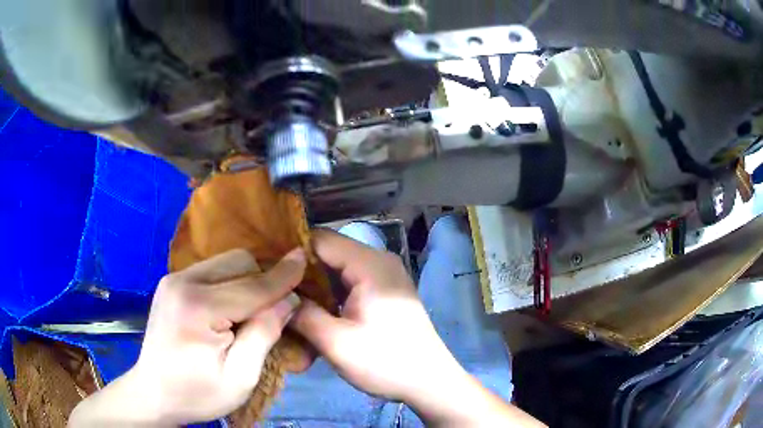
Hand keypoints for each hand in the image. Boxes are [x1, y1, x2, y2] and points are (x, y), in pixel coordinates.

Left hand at [69, 248, 305, 426]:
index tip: (304, 259)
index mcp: (198, 307)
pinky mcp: (172, 283)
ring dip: (246, 281)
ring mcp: (174, 279)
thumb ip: (263, 334)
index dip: (282, 275)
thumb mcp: (240, 377)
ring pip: (225, 262)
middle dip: (262, 281)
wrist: (154, 392)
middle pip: (238, 263)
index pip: (252, 286)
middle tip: (272, 312)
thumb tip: (288, 300)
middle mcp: (183, 281)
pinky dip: (229, 283)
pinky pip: (212, 271)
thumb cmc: (198, 393)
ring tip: (250, 313)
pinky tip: (230, 309)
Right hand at [291, 230, 544, 426]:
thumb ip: (303, 314)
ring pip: (337, 269)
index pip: (320, 239)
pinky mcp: (384, 292)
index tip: (266, 269)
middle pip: (329, 253)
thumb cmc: (386, 362)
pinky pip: (349, 283)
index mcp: (370, 264)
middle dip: (300, 271)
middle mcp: (378, 261)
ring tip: (287, 301)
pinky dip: (329, 294)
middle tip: (273, 290)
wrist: (429, 381)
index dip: (290, 251)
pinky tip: (313, 311)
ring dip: (314, 285)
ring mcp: (384, 276)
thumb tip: (279, 295)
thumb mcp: (336, 342)